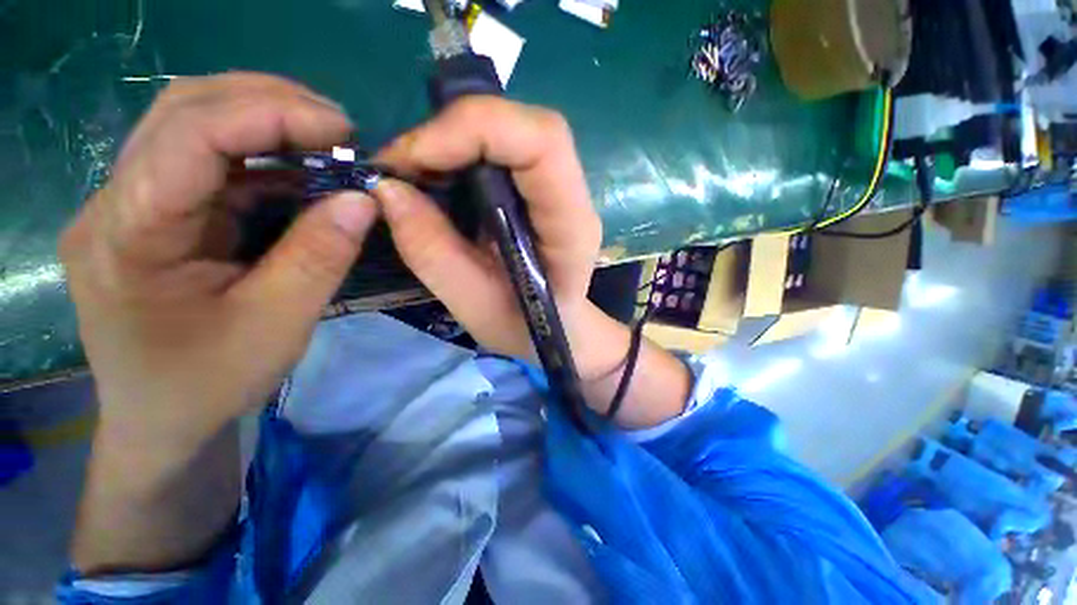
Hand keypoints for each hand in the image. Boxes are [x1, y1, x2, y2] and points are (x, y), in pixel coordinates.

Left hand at [60, 73, 376, 459]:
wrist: (161, 419)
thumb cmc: (209, 383)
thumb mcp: (278, 325)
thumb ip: (320, 257)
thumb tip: (364, 200)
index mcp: (127, 235)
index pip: (189, 135)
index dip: (269, 115)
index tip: (343, 129)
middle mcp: (114, 203)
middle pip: (183, 110)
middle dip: (268, 103)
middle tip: (338, 127)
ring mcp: (131, 204)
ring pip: (190, 125)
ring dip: (263, 120)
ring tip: (324, 138)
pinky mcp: (154, 213)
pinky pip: (205, 160)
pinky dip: (259, 154)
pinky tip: (298, 168)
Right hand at [373, 97, 616, 378]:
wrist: (556, 328)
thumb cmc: (526, 328)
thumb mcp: (475, 306)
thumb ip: (433, 253)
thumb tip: (387, 189)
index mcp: (571, 226)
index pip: (542, 142)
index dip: (474, 129)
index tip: (413, 159)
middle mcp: (571, 196)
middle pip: (521, 126)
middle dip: (451, 133)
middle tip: (401, 168)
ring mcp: (557, 188)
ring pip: (507, 130)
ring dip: (450, 141)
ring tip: (413, 177)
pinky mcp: (537, 188)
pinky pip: (497, 150)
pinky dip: (457, 153)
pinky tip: (436, 181)